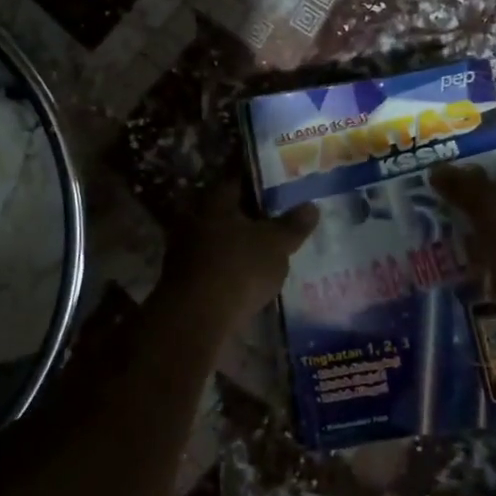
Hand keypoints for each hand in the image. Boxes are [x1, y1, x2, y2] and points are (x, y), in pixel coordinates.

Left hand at [157, 183, 317, 326]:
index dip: (262, 178)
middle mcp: (195, 216)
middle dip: (253, 212)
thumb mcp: (276, 244)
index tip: (282, 181)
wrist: (195, 319)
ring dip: (242, 241)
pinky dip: (233, 264)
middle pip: (230, 208)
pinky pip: (216, 262)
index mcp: (215, 198)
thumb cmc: (238, 269)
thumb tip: (311, 206)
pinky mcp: (185, 277)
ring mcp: (185, 247)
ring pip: (222, 236)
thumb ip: (293, 225)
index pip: (239, 177)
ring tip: (271, 247)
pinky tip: (252, 274)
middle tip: (281, 215)